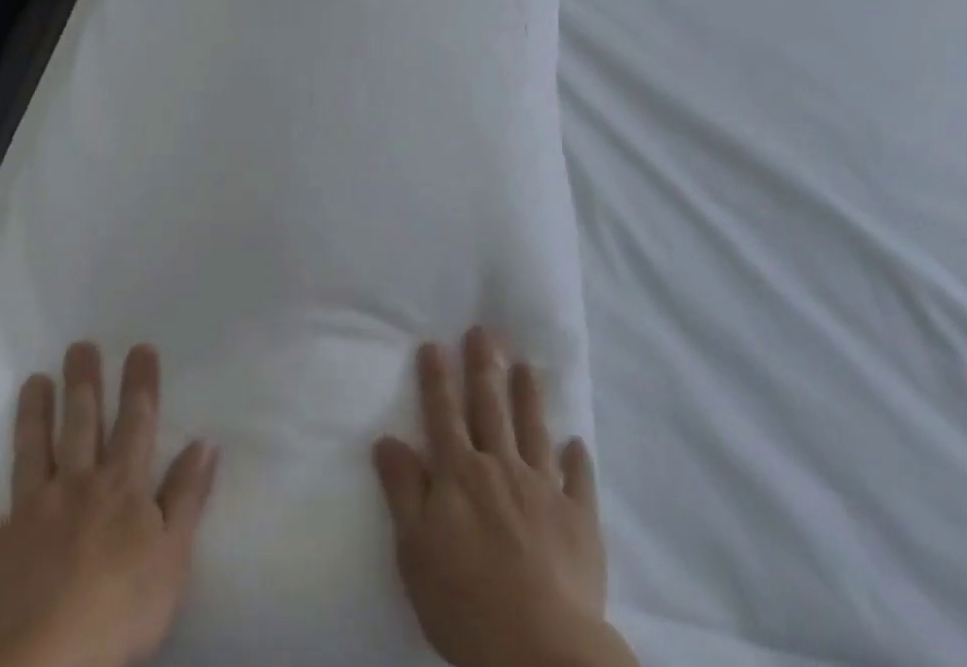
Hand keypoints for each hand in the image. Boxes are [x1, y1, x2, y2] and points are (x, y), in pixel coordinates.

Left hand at [0, 342, 218, 666]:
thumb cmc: (119, 613)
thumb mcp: (172, 557)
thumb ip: (186, 496)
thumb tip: (204, 441)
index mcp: (120, 487)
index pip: (135, 423)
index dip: (139, 384)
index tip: (139, 348)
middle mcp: (75, 486)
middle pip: (80, 424)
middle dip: (82, 382)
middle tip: (79, 345)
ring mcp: (28, 515)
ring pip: (31, 454)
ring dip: (32, 416)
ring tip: (33, 381)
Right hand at [373, 328, 635, 666]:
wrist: (540, 649)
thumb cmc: (465, 602)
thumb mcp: (415, 550)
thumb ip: (403, 491)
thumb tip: (388, 440)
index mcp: (459, 474)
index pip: (443, 414)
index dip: (437, 379)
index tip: (434, 344)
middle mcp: (501, 468)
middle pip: (490, 408)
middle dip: (484, 367)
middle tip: (484, 331)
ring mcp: (543, 490)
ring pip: (534, 431)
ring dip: (529, 396)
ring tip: (527, 365)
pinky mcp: (578, 520)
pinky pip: (579, 481)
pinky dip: (577, 460)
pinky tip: (577, 443)